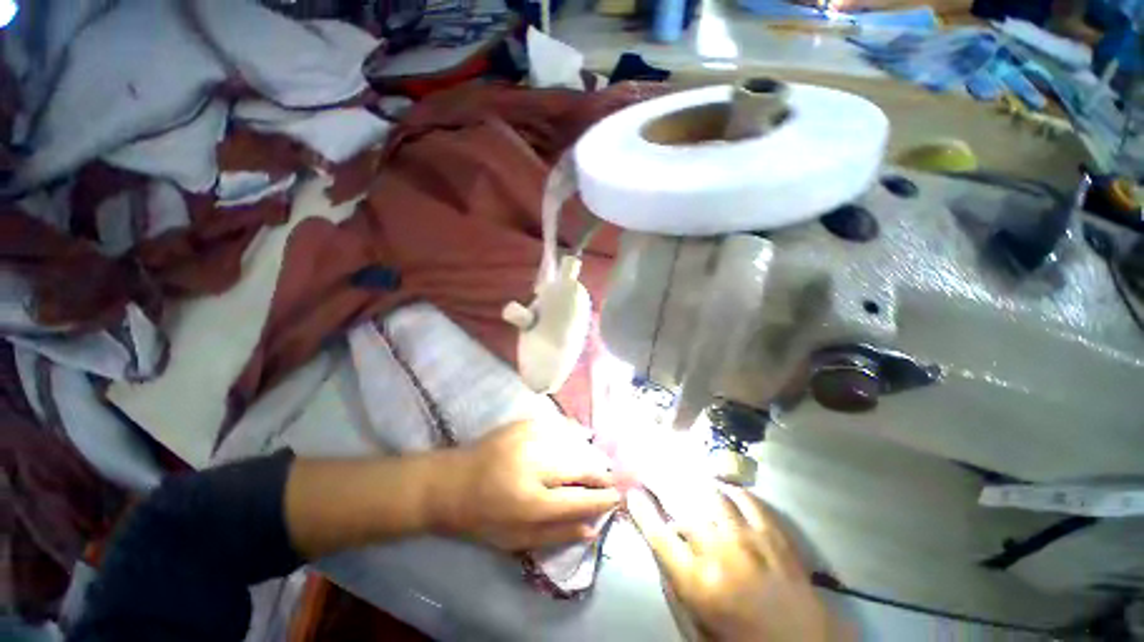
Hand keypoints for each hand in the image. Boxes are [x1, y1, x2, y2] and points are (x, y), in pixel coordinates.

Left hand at [428, 421, 620, 550]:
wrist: (449, 482)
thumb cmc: (481, 518)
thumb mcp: (515, 540)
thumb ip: (556, 534)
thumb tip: (593, 528)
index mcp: (530, 502)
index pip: (579, 500)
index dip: (602, 499)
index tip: (618, 497)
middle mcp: (533, 466)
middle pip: (580, 467)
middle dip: (601, 473)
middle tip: (611, 479)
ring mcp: (528, 440)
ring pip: (573, 444)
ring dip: (589, 454)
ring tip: (597, 463)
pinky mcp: (523, 424)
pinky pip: (558, 426)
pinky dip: (572, 434)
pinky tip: (579, 439)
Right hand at [628, 486, 843, 641]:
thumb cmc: (739, 636)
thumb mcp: (695, 619)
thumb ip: (673, 577)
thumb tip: (660, 537)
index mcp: (697, 582)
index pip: (658, 534)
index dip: (641, 510)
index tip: (631, 492)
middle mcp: (719, 553)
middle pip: (681, 503)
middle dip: (660, 482)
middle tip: (652, 471)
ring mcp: (749, 539)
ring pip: (712, 494)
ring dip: (694, 484)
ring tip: (685, 476)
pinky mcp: (773, 534)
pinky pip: (745, 498)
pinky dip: (730, 491)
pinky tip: (723, 490)